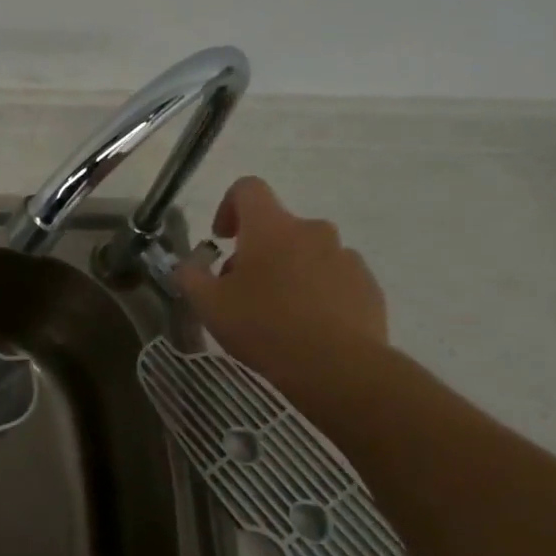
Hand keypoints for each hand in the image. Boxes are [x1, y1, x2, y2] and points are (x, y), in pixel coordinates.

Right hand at [177, 176, 388, 387]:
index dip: (228, 206)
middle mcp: (312, 231)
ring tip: (276, 312)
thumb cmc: (262, 326)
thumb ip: (190, 276)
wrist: (337, 367)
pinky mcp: (368, 286)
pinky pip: (334, 278)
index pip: (248, 189)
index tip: (221, 238)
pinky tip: (306, 326)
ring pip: (307, 253)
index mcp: (271, 228)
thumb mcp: (207, 304)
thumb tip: (188, 265)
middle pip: (278, 227)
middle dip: (256, 251)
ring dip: (288, 271)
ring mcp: (346, 258)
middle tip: (241, 289)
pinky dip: (317, 292)